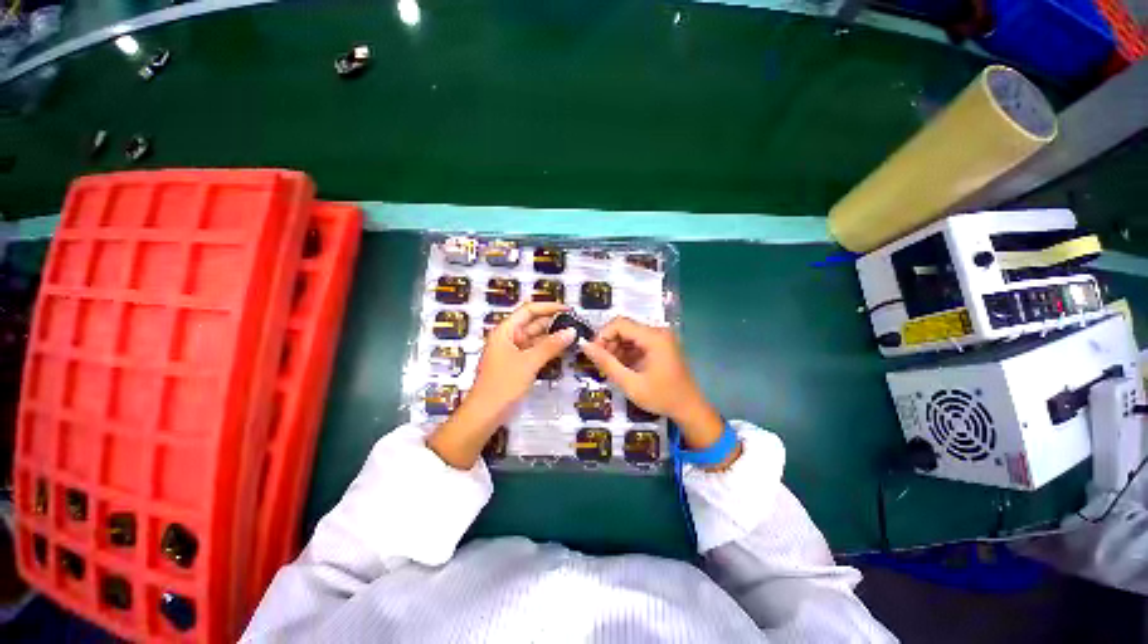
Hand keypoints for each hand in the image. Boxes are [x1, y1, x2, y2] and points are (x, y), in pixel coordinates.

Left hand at [428, 302, 575, 468]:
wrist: (485, 414)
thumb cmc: (503, 384)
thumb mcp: (529, 363)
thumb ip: (551, 346)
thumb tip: (571, 331)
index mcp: (506, 331)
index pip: (528, 310)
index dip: (548, 307)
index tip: (568, 310)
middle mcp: (509, 337)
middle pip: (533, 323)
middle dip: (553, 322)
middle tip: (576, 323)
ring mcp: (513, 352)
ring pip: (536, 338)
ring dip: (552, 337)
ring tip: (574, 335)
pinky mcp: (518, 365)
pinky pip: (535, 351)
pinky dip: (548, 350)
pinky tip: (563, 349)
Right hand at [581, 317, 728, 454]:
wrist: (690, 409)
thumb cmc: (661, 397)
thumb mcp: (630, 383)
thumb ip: (606, 363)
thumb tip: (585, 346)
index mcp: (654, 337)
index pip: (619, 323)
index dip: (602, 336)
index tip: (594, 354)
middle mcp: (658, 332)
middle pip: (624, 328)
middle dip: (609, 344)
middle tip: (601, 365)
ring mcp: (660, 338)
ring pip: (628, 335)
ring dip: (616, 349)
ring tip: (611, 369)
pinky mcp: (660, 346)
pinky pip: (637, 343)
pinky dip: (626, 353)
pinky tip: (623, 369)